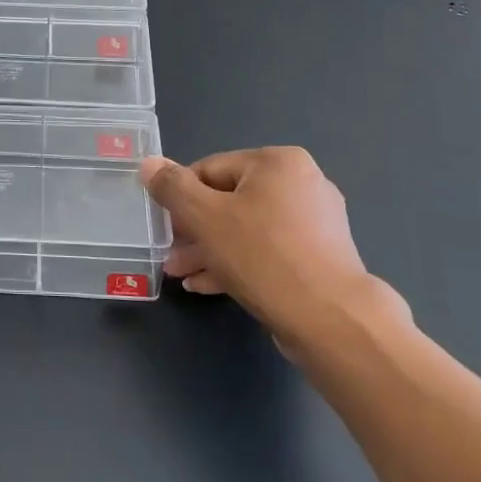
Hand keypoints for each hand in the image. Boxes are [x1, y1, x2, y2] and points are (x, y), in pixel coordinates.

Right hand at [139, 148, 405, 359]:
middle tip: (171, 255)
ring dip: (211, 250)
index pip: (210, 169)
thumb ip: (172, 187)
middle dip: (194, 230)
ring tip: (182, 274)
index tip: (164, 227)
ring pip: (246, 229)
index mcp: (277, 162)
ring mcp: (315, 223)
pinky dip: (238, 263)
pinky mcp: (320, 258)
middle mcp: (302, 184)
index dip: (180, 198)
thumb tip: (149, 163)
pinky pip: (268, 252)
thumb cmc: (262, 255)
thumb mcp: (204, 217)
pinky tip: (208, 285)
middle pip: (229, 200)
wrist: (331, 319)